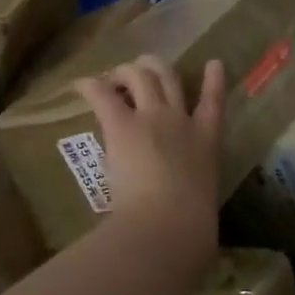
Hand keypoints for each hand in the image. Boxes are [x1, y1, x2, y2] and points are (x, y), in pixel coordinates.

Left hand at [74, 56, 223, 245]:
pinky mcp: (122, 125)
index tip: (213, 63)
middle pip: (170, 78)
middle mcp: (180, 120)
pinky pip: (103, 95)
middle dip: (156, 67)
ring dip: (125, 72)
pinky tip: (80, 84)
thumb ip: (195, 204)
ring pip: (141, 76)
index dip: (214, 81)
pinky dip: (90, 86)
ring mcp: (152, 117)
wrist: (170, 221)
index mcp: (206, 142)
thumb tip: (192, 230)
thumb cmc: (192, 226)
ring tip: (112, 77)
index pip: (213, 103)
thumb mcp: (202, 207)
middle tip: (141, 68)